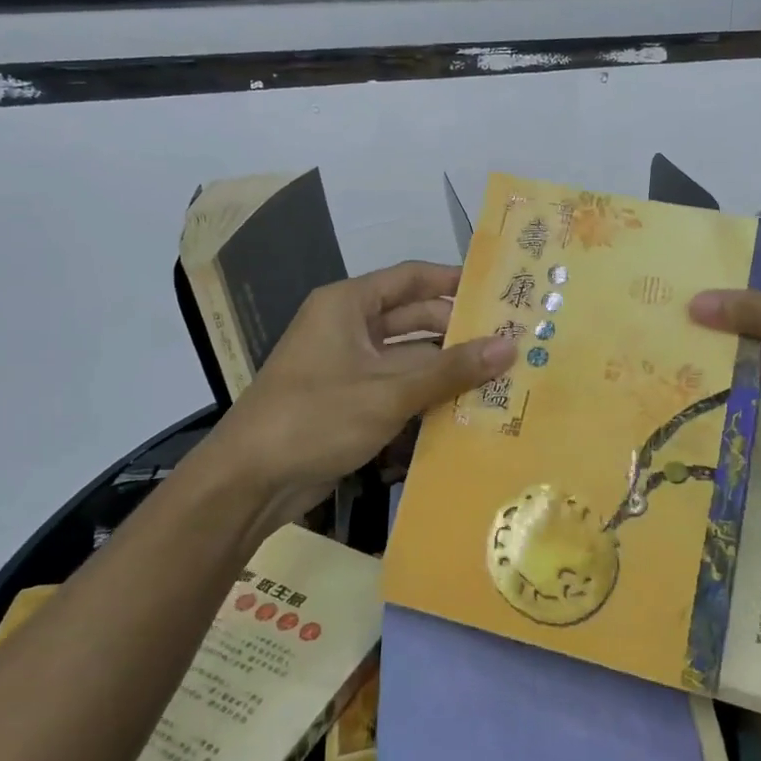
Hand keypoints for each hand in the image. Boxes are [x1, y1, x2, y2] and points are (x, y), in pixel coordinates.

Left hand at [200, 262, 514, 526]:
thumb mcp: (389, 392)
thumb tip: (509, 346)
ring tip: (502, 375)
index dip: (454, 281)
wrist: (248, 482)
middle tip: (511, 340)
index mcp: (348, 305)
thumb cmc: (316, 418)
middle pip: (414, 319)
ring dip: (447, 368)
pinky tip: (467, 409)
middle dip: (458, 331)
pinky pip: (397, 388)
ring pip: (409, 357)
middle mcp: (348, 327)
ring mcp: (348, 367)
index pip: (412, 278)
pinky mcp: (350, 402)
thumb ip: (450, 370)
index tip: (499, 292)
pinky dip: (426, 395)